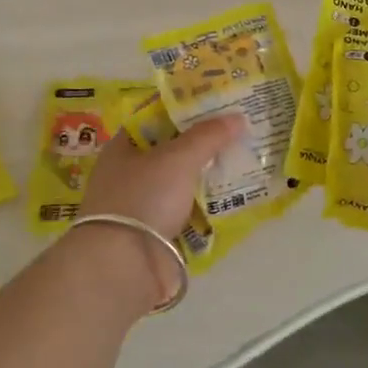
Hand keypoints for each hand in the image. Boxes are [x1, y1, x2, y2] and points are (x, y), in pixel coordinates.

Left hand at [72, 115, 245, 306]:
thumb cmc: (143, 197)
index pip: (155, 117)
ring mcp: (143, 205)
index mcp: (123, 148)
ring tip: (244, 161)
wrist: (124, 265)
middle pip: (171, 150)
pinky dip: (207, 206)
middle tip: (238, 130)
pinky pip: (187, 211)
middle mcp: (129, 174)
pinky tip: (233, 198)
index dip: (184, 107)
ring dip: (208, 175)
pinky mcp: (157, 233)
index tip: (216, 101)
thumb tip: (238, 117)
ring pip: (181, 182)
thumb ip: (208, 136)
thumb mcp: (178, 158)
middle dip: (203, 142)